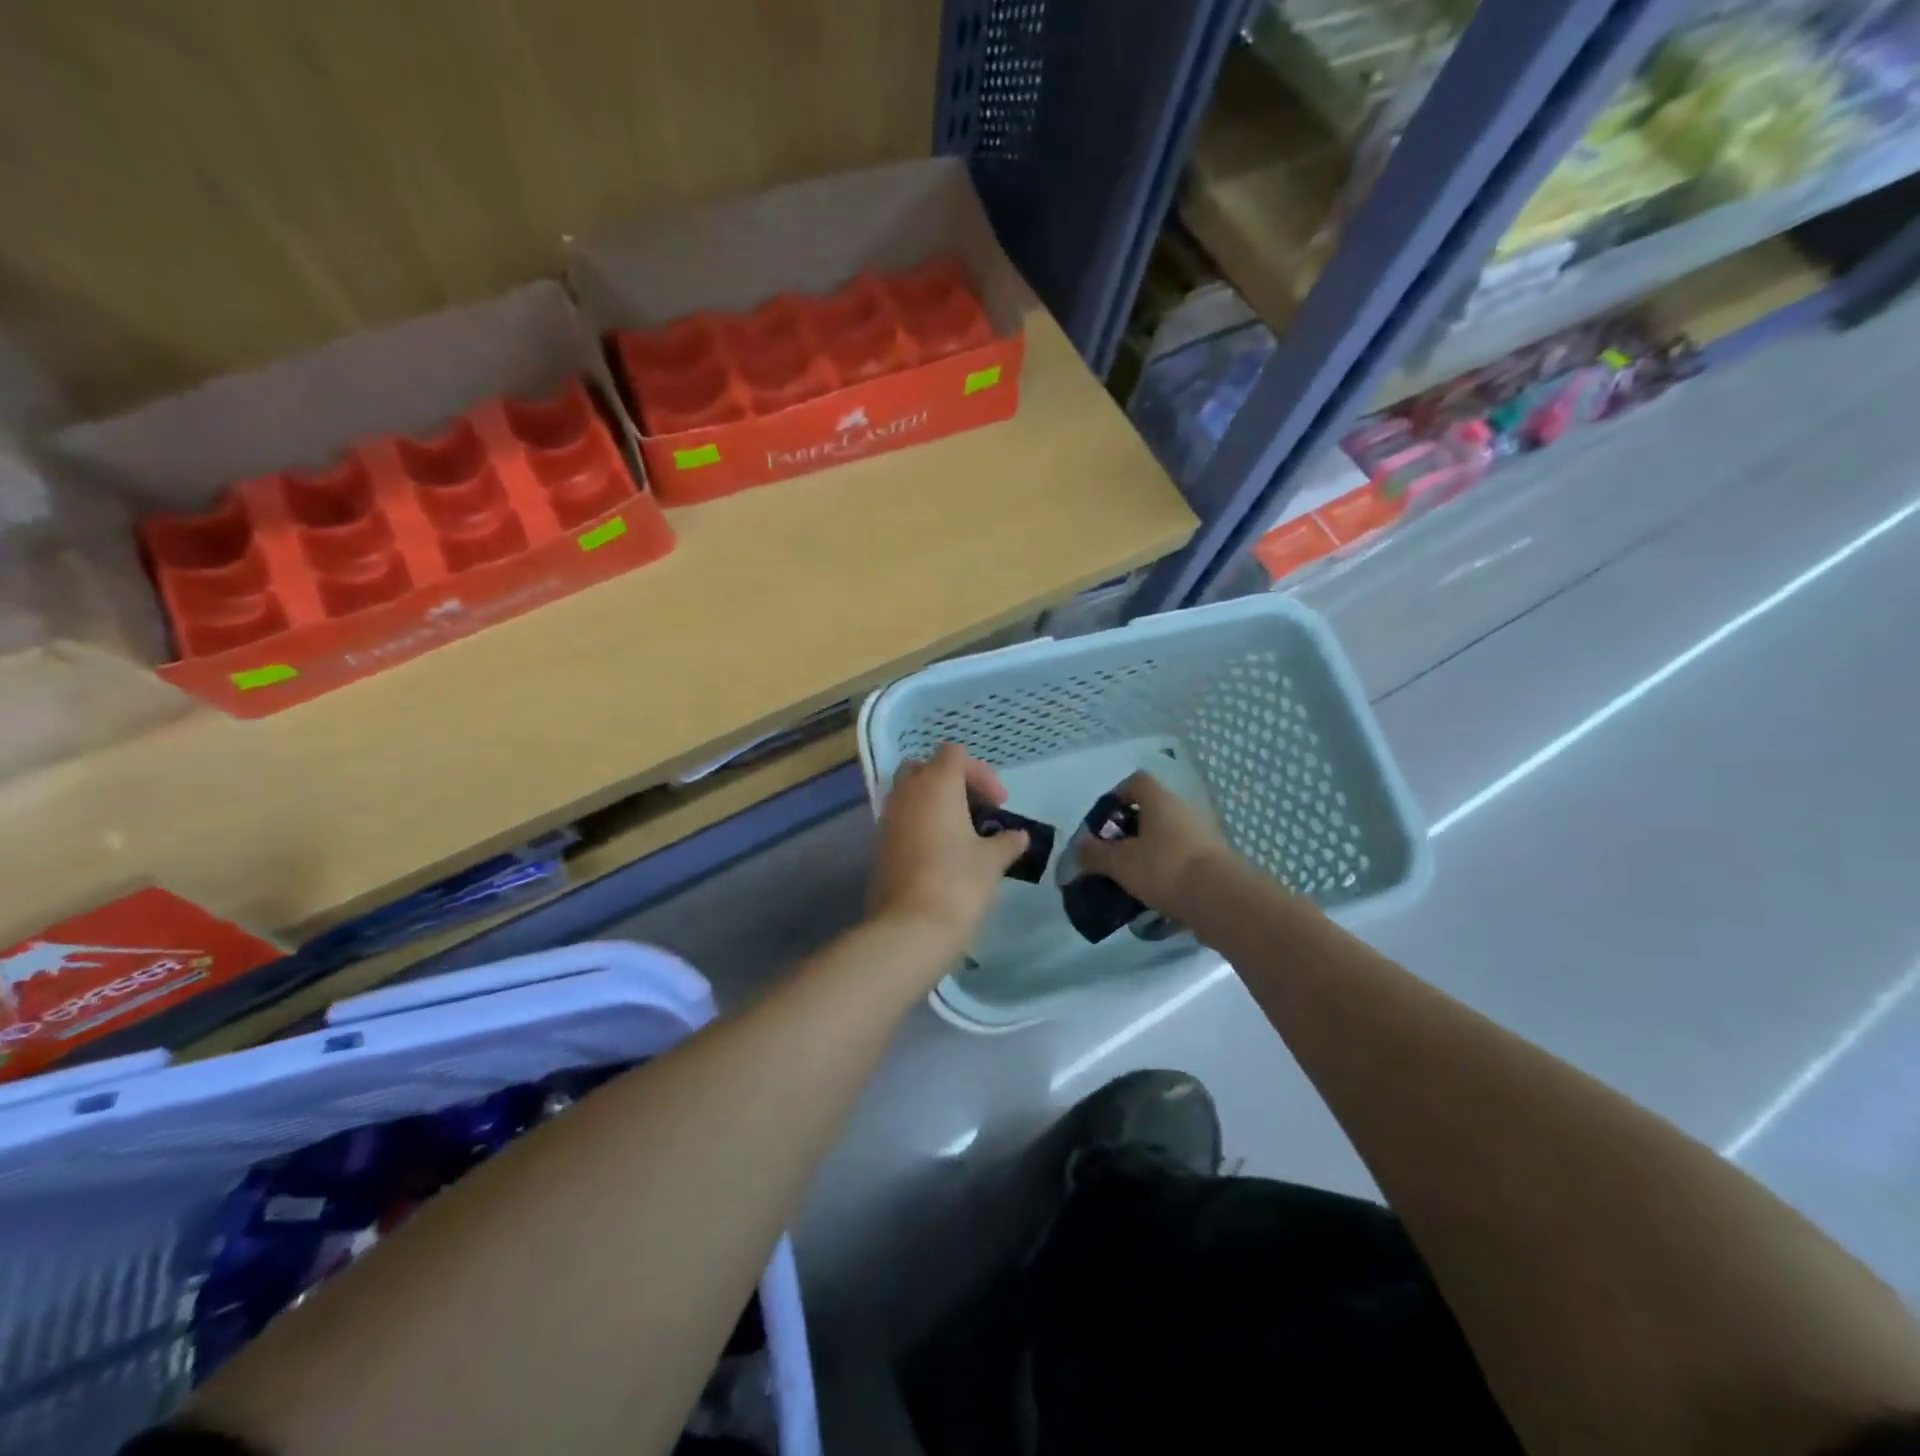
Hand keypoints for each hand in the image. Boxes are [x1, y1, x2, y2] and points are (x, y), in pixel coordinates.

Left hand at [868, 744, 1028, 942]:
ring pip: (910, 793)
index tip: (999, 804)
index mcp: (936, 783)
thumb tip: (1018, 836)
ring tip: (962, 833)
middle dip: (952, 782)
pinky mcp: (879, 844)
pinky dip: (921, 823)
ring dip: (935, 803)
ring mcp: (888, 817)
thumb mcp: (992, 861)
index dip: (980, 773)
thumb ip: (1007, 841)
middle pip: (926, 768)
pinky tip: (941, 851)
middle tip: (977, 809)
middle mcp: (907, 792)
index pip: (954, 753)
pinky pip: (902, 818)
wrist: (910, 927)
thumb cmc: (957, 882)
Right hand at [1075, 770, 1233, 919]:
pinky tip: (1154, 895)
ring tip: (1130, 880)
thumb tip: (1077, 849)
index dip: (1116, 797)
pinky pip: (1182, 859)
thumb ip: (1093, 854)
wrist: (1221, 900)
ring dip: (1148, 853)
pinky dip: (1166, 872)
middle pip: (1151, 811)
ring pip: (1167, 837)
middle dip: (1129, 832)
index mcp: (1160, 800)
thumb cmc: (1164, 868)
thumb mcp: (1119, 863)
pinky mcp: (1214, 861)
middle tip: (1112, 855)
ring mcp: (1203, 835)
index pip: (1136, 782)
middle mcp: (1184, 810)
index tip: (1102, 822)